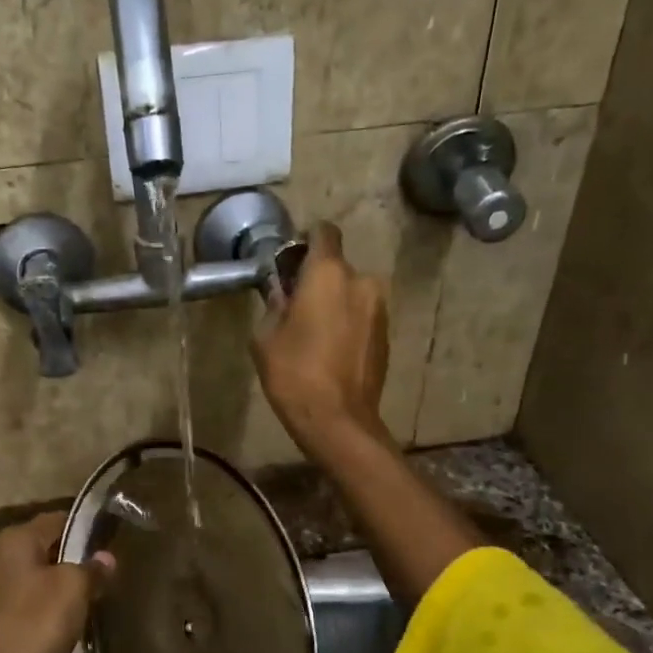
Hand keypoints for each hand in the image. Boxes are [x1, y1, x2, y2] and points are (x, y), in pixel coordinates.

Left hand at [0, 512, 114, 652]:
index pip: (57, 520)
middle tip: (99, 578)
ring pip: (26, 578)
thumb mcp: (73, 591)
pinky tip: (50, 628)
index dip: (84, 530)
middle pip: (39, 549)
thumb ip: (91, 569)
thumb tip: (105, 557)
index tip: (109, 544)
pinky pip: (14, 604)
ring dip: (50, 587)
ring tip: (80, 604)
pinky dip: (33, 610)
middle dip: (67, 560)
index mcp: (13, 539)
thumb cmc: (33, 627)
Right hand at [253, 222, 390, 459]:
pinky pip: (362, 318)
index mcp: (328, 274)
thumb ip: (274, 306)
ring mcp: (380, 310)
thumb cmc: (294, 373)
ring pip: (351, 294)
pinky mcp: (387, 336)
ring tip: (314, 336)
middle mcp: (361, 282)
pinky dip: (348, 325)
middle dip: (318, 282)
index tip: (290, 264)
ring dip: (335, 305)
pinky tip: (331, 352)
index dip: (306, 242)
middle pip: (337, 268)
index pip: (324, 232)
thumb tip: (284, 296)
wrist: (338, 420)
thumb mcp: (265, 338)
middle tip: (297, 309)